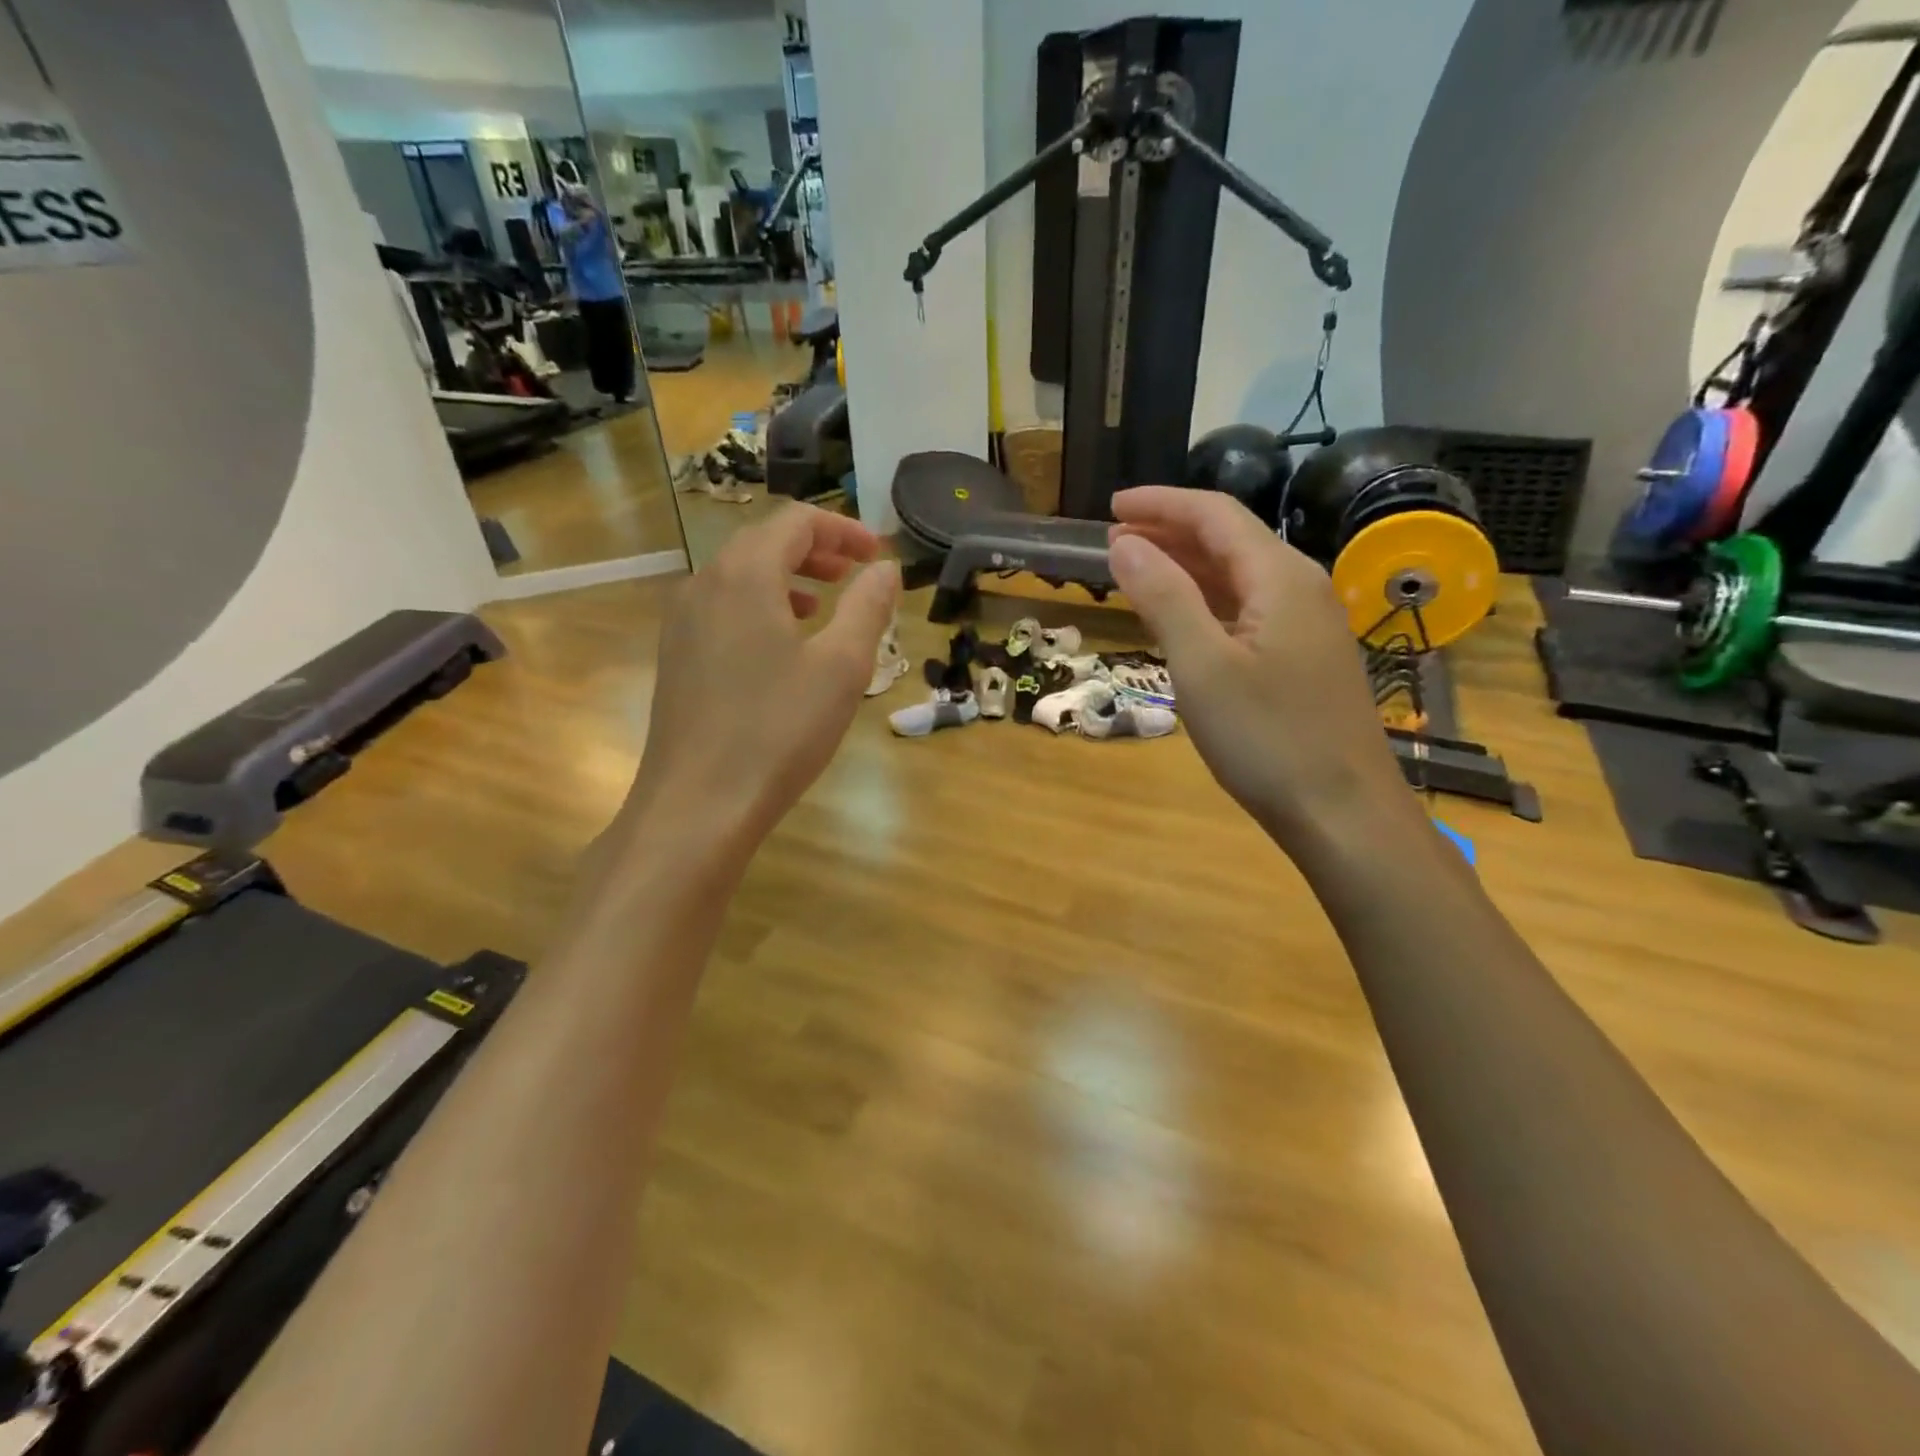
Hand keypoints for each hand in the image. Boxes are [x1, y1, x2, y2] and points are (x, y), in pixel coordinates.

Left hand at [614, 505, 898, 864]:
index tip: (877, 555)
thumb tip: (884, 568)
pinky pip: (722, 609)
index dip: (843, 530)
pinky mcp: (675, 658)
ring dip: (786, 578)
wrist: (698, 805)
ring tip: (822, 605)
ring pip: (739, 577)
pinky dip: (760, 607)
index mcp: (744, 574)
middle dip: (815, 550)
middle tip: (855, 573)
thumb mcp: (842, 667)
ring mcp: (681, 623)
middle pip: (763, 543)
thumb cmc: (778, 731)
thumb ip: (867, 607)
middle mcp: (704, 585)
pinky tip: (781, 647)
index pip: (796, 522)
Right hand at [1108, 487, 1411, 850]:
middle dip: (1170, 532)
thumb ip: (1163, 597)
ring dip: (1187, 567)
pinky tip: (1183, 617)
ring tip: (1136, 570)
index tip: (1111, 507)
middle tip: (1114, 540)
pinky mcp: (1305, 659)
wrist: (1343, 812)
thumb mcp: (1202, 666)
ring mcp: (1307, 625)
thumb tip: (1124, 545)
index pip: (1215, 515)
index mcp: (1280, 577)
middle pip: (1230, 540)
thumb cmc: (1267, 738)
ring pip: (1239, 576)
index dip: (1161, 504)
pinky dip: (1207, 602)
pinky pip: (1248, 610)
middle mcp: (1300, 588)